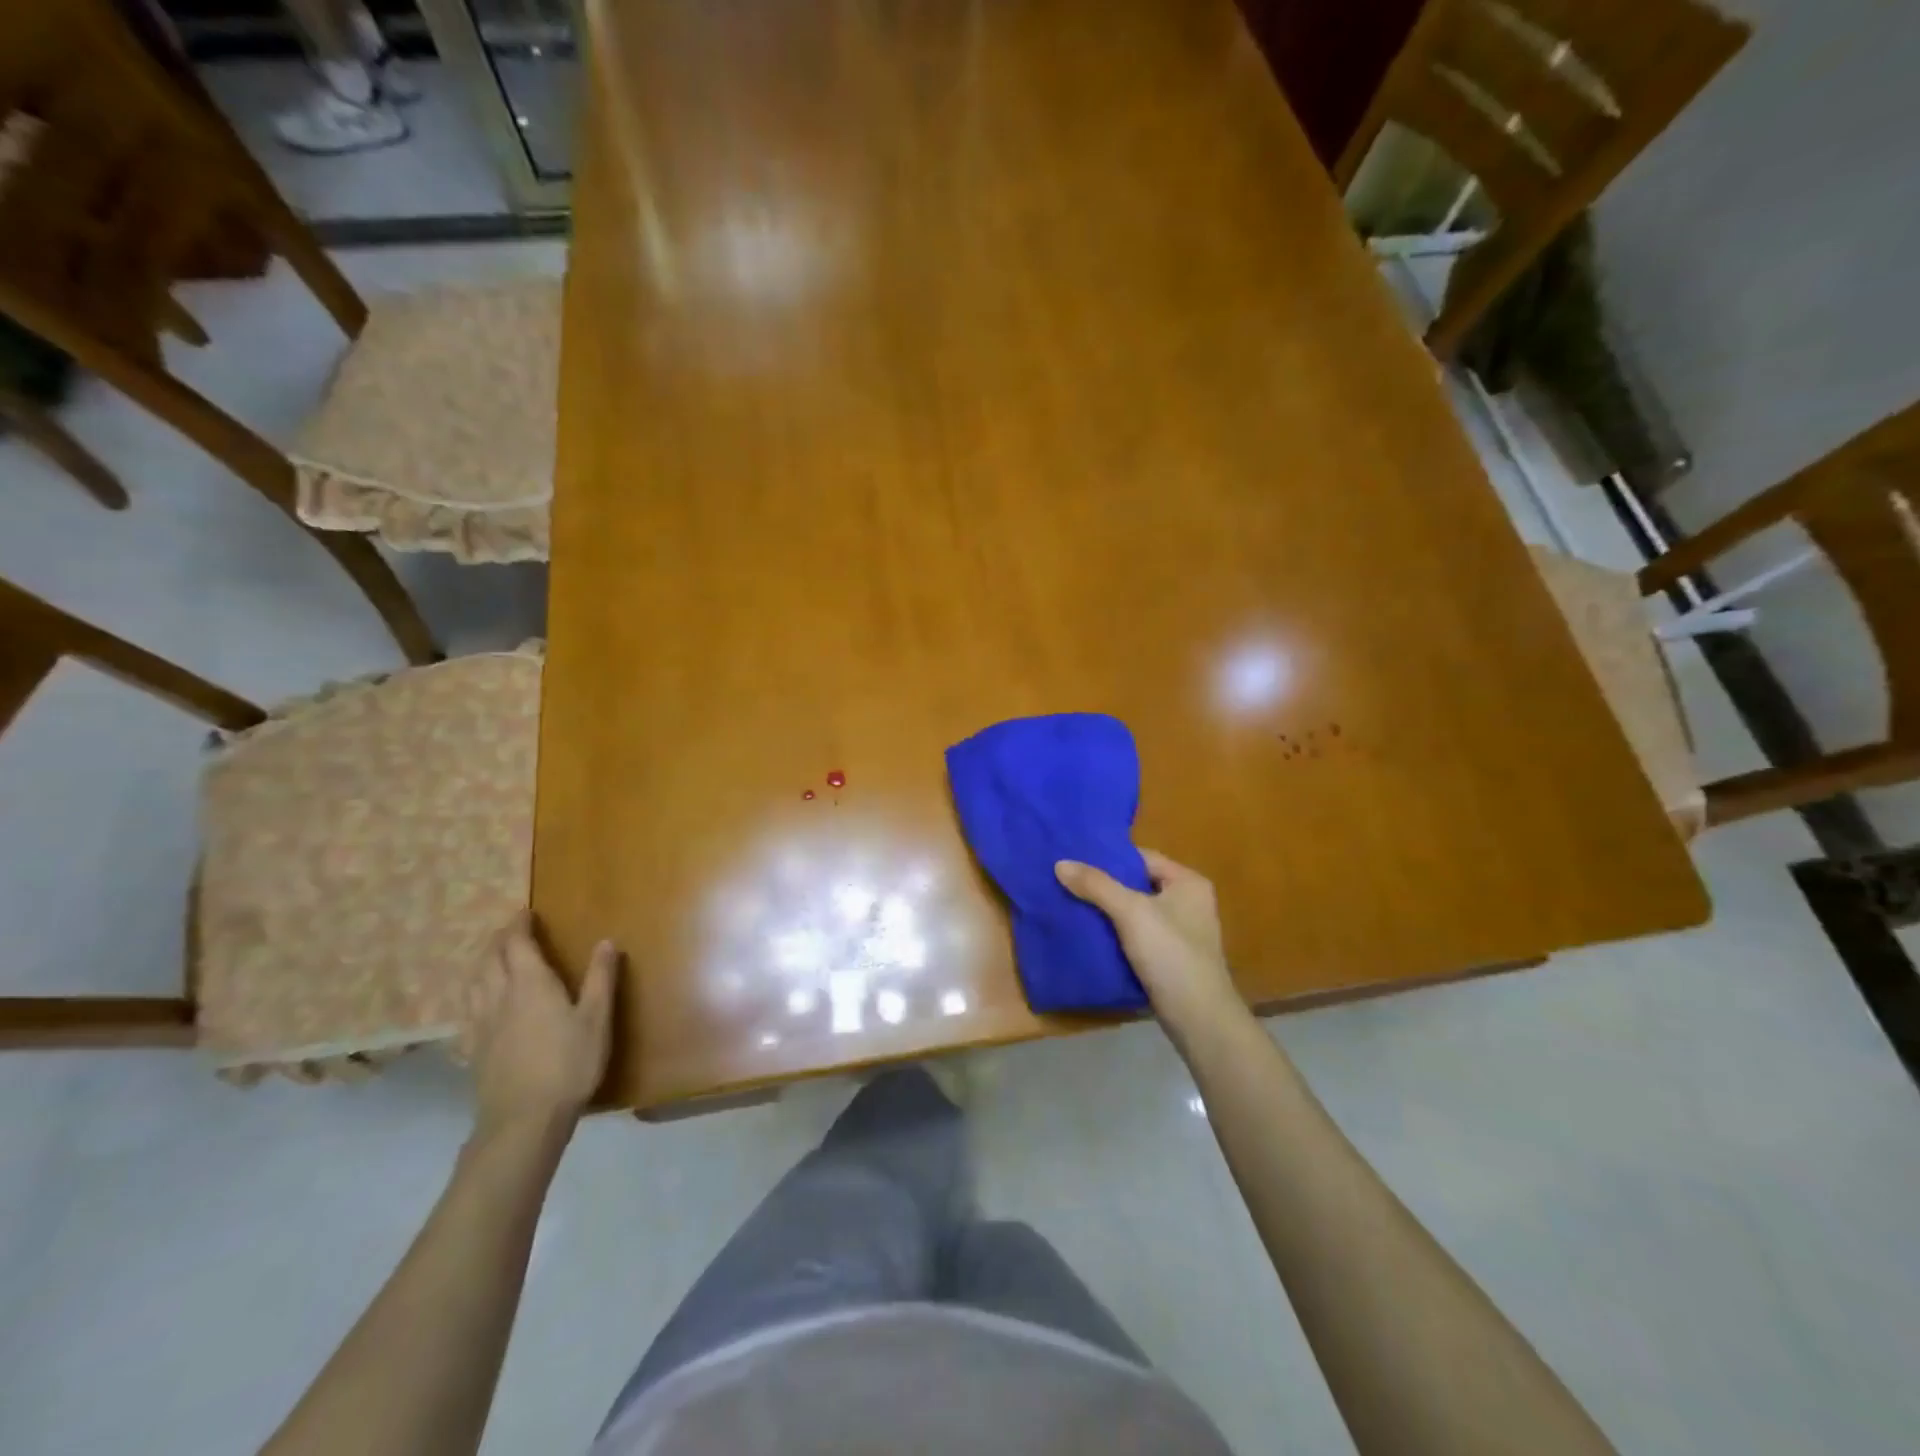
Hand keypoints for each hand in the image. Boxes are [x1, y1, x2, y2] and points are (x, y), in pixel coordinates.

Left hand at [469, 912, 617, 1137]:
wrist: (523, 1120)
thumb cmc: (569, 1063)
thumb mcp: (597, 1018)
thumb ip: (600, 978)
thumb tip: (606, 941)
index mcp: (531, 984)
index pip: (517, 944)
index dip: (518, 925)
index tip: (524, 911)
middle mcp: (500, 997)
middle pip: (490, 960)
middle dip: (498, 940)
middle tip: (509, 931)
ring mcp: (482, 1025)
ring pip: (474, 984)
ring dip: (481, 965)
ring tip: (491, 960)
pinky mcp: (474, 1050)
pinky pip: (467, 1012)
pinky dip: (472, 997)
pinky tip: (477, 1006)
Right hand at [1056, 849, 1240, 1031]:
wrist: (1198, 1019)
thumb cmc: (1170, 954)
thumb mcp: (1130, 912)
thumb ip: (1096, 885)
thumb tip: (1060, 863)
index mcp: (1188, 882)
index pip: (1142, 858)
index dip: (1109, 858)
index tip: (1075, 859)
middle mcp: (1189, 902)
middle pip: (1138, 884)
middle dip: (1104, 885)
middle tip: (1067, 881)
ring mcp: (1181, 932)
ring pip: (1136, 911)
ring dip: (1108, 910)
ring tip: (1071, 904)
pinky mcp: (1171, 958)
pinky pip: (1138, 935)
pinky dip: (1116, 933)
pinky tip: (1089, 934)